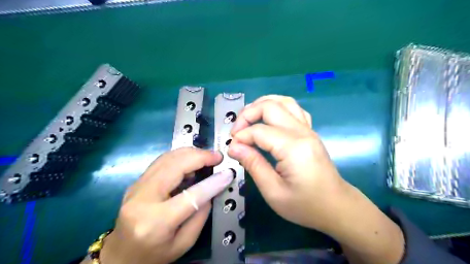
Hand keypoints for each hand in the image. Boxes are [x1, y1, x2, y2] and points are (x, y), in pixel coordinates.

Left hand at [98, 148, 232, 263]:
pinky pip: (162, 161)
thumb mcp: (183, 243)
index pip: (190, 196)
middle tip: (217, 157)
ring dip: (190, 153)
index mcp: (156, 222)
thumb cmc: (153, 255)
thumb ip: (200, 215)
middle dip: (200, 157)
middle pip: (174, 167)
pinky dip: (180, 156)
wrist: (119, 255)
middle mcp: (142, 199)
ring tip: (207, 156)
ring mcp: (136, 187)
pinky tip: (191, 160)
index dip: (212, 182)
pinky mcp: (137, 181)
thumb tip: (212, 188)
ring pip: (167, 158)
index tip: (228, 173)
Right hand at [228, 95, 344, 230]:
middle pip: (270, 107)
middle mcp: (302, 132)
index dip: (241, 137)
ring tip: (248, 118)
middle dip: (247, 114)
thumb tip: (234, 147)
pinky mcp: (310, 132)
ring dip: (262, 105)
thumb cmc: (305, 205)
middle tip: (237, 131)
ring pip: (283, 101)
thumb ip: (253, 165)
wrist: (336, 207)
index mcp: (293, 147)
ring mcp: (308, 129)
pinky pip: (293, 109)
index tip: (232, 149)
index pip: (259, 131)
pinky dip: (277, 107)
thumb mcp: (273, 191)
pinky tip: (268, 119)